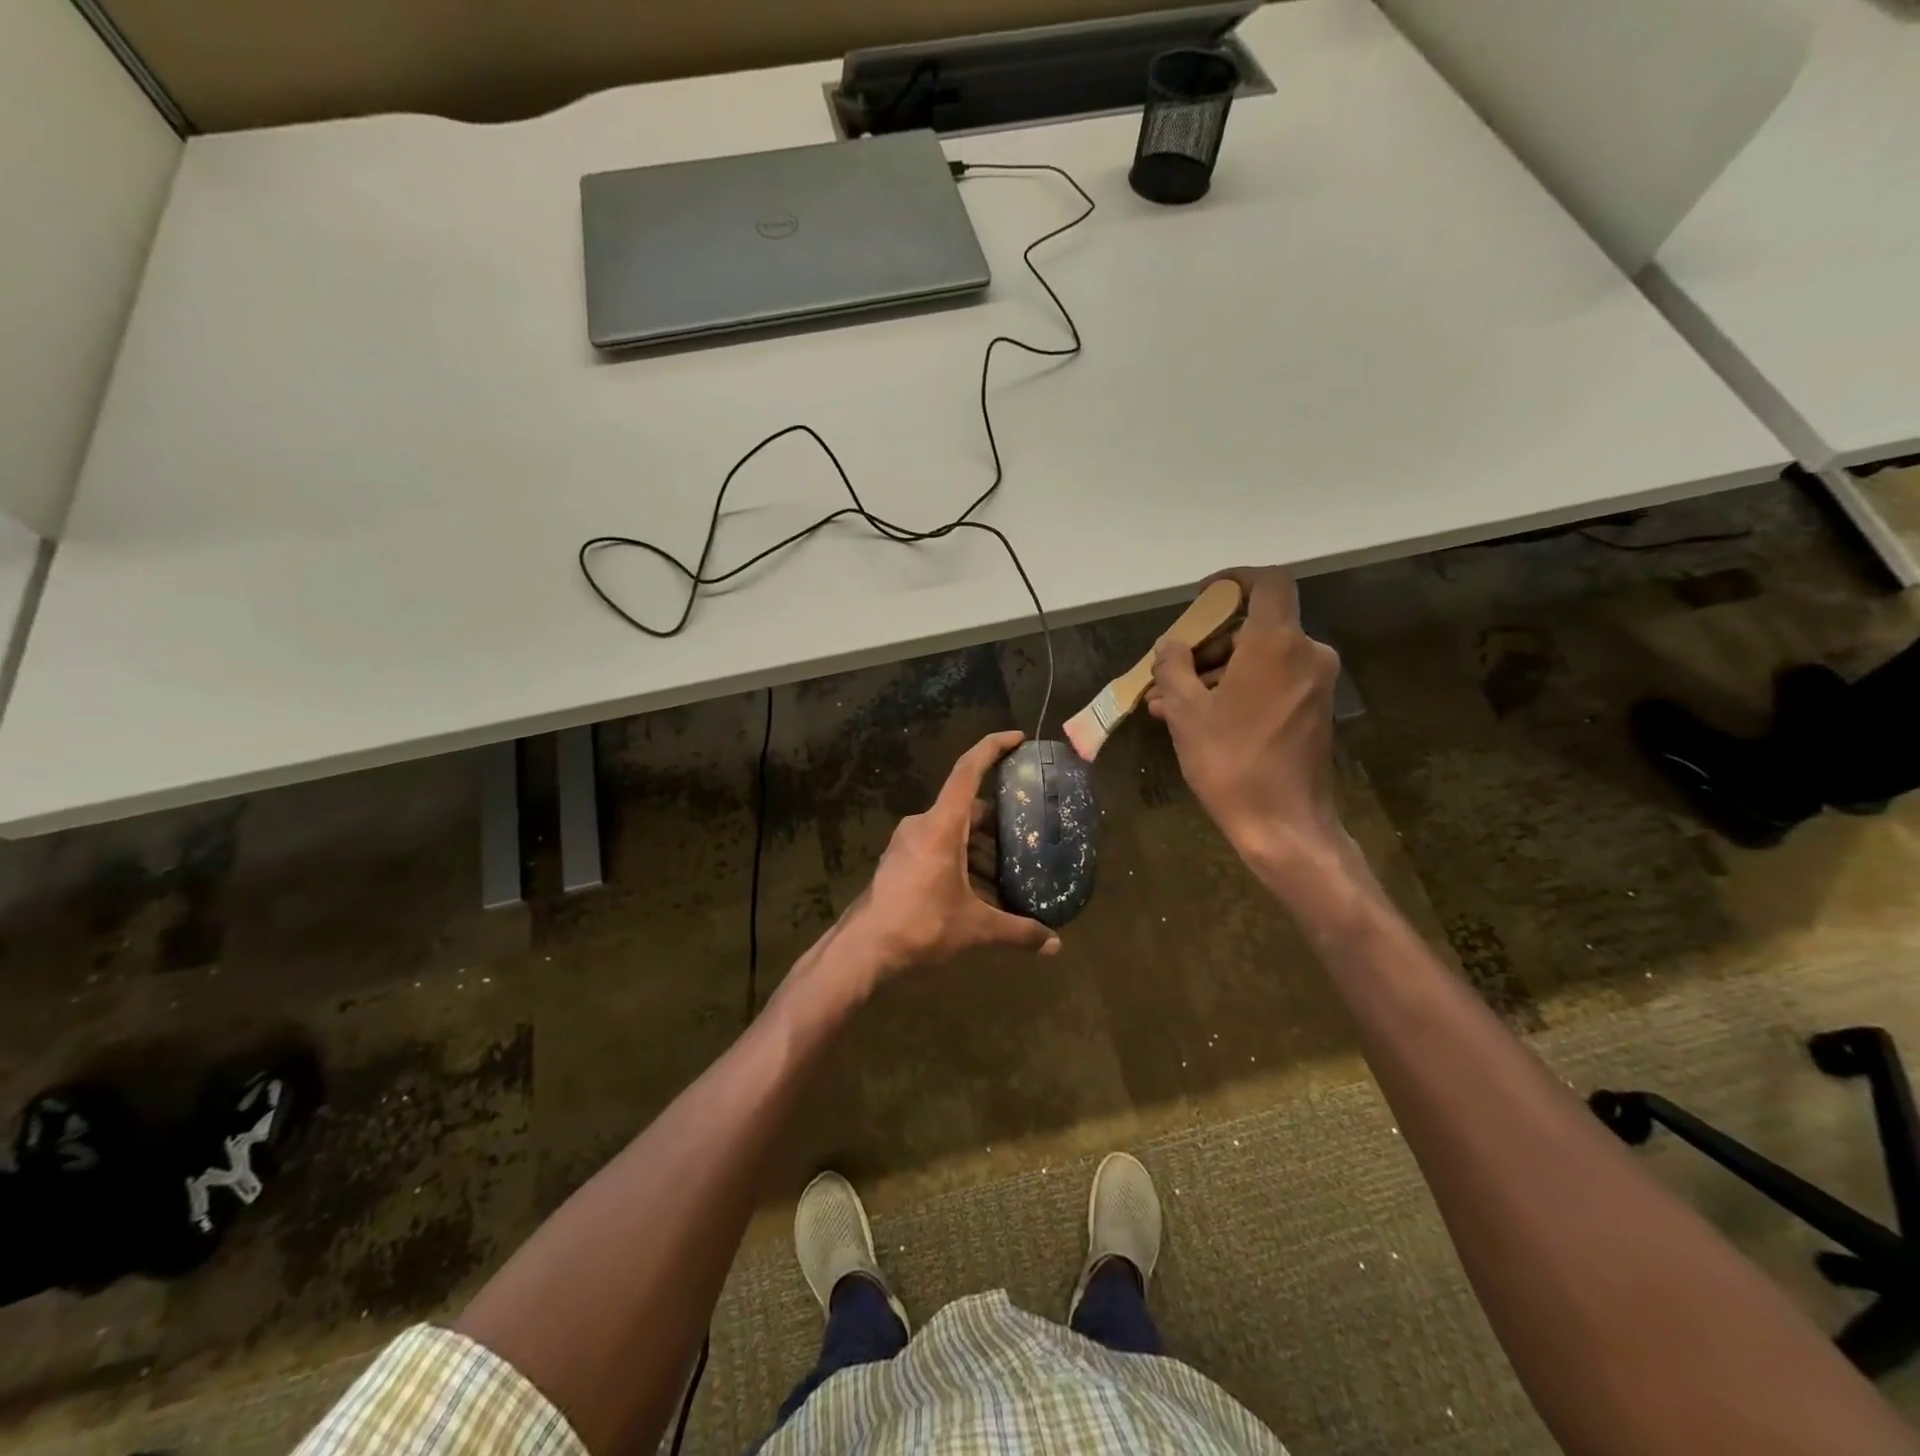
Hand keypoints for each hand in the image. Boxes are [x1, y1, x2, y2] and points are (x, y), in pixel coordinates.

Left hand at [849, 731, 1062, 975]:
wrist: (863, 951)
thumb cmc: (920, 926)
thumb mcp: (975, 928)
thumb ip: (1018, 931)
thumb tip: (1056, 945)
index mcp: (941, 825)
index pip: (968, 771)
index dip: (992, 748)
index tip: (1017, 738)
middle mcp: (922, 825)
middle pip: (967, 809)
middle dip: (998, 823)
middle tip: (1027, 838)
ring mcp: (906, 843)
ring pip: (952, 832)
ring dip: (979, 849)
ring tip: (1008, 876)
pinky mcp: (899, 862)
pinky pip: (938, 848)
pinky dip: (961, 861)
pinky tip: (978, 893)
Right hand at [1148, 568, 1349, 883]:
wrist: (1284, 824)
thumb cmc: (1230, 761)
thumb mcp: (1185, 711)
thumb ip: (1173, 667)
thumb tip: (1171, 647)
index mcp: (1277, 643)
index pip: (1268, 582)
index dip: (1235, 579)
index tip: (1204, 597)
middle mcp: (1306, 654)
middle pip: (1256, 625)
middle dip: (1208, 642)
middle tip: (1170, 668)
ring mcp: (1314, 683)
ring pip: (1259, 658)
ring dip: (1215, 671)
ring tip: (1168, 702)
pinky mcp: (1314, 710)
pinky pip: (1271, 682)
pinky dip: (1237, 689)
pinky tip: (1197, 717)